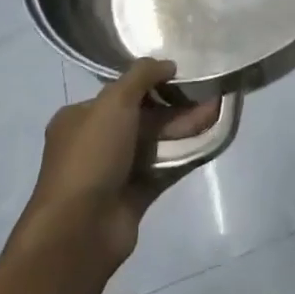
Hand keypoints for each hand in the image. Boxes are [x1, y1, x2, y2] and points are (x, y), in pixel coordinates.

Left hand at [18, 58, 220, 269]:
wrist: (80, 230)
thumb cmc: (91, 156)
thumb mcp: (113, 102)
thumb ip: (141, 76)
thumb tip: (167, 63)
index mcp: (80, 118)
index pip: (119, 92)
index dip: (150, 82)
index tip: (180, 75)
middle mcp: (95, 142)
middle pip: (141, 117)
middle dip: (174, 106)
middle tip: (206, 96)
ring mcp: (114, 172)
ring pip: (155, 143)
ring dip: (183, 128)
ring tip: (214, 115)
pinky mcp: (133, 197)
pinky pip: (163, 170)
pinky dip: (184, 156)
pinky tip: (208, 143)